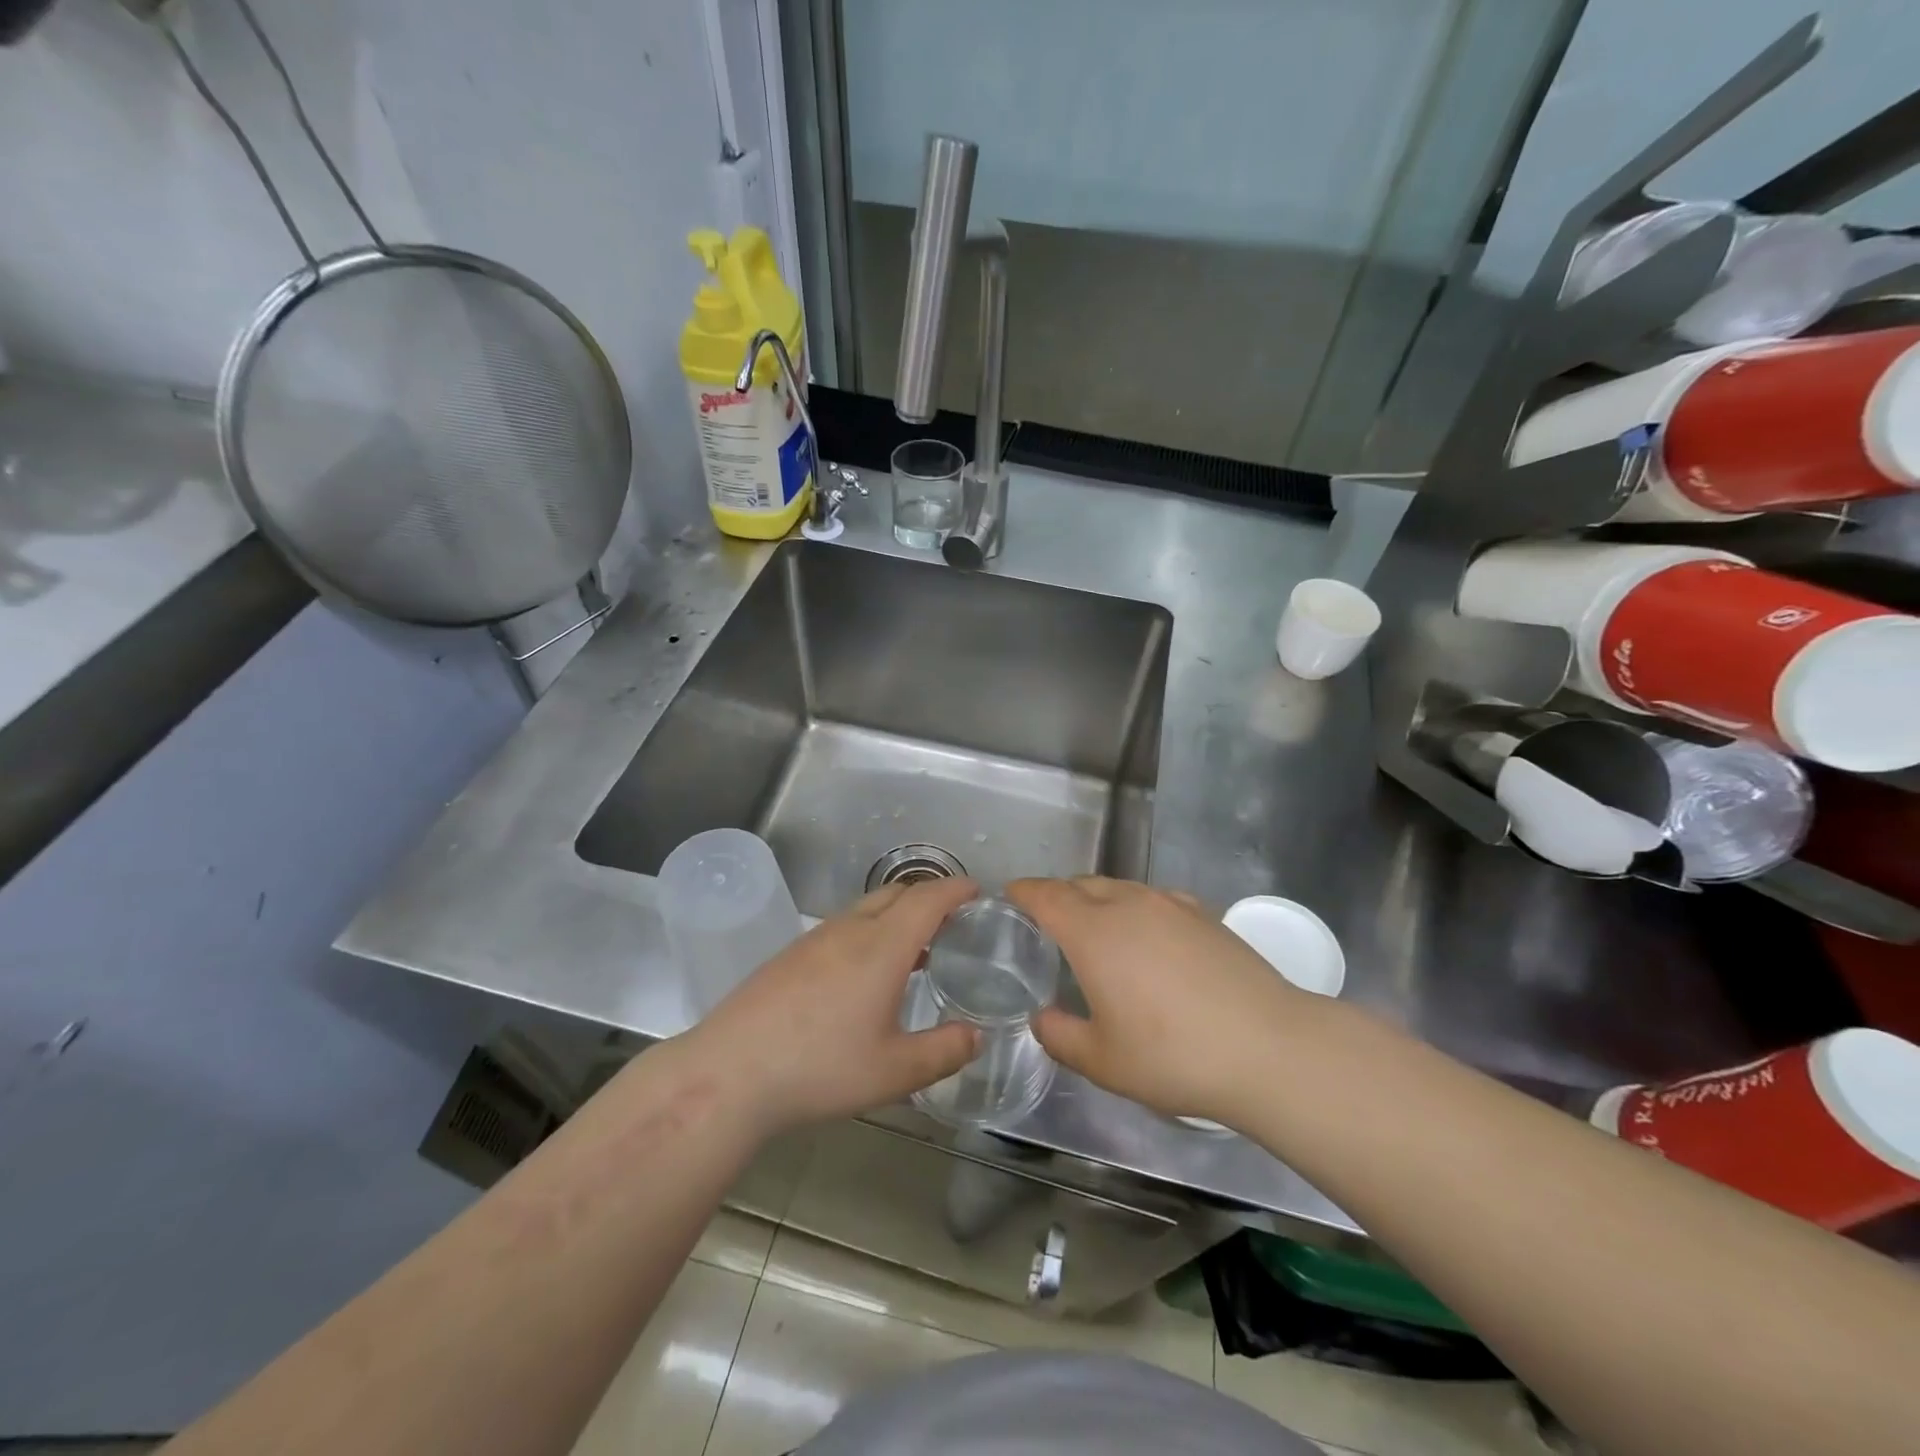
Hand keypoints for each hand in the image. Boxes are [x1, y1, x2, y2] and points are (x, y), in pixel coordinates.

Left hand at [686, 876, 980, 1135]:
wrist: (730, 1072)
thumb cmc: (821, 1068)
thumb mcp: (894, 1072)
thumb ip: (944, 1052)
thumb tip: (976, 1036)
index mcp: (882, 946)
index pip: (928, 898)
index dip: (956, 889)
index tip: (978, 891)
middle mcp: (850, 929)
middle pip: (897, 894)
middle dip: (930, 897)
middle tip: (954, 922)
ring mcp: (815, 939)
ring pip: (867, 909)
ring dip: (898, 916)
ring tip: (916, 950)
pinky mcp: (791, 955)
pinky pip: (843, 926)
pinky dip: (870, 932)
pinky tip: (866, 973)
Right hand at [1006, 876, 1311, 1126]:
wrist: (1268, 1047)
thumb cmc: (1173, 1055)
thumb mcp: (1103, 1061)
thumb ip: (1060, 1036)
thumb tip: (1044, 1018)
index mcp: (1093, 932)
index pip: (1046, 895)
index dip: (1024, 891)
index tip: (1010, 894)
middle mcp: (1128, 904)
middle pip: (1082, 884)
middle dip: (1058, 895)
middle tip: (1048, 921)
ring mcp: (1170, 904)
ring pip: (1120, 887)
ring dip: (1098, 898)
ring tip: (1097, 929)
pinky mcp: (1205, 914)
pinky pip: (1154, 898)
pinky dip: (1135, 907)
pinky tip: (1148, 937)